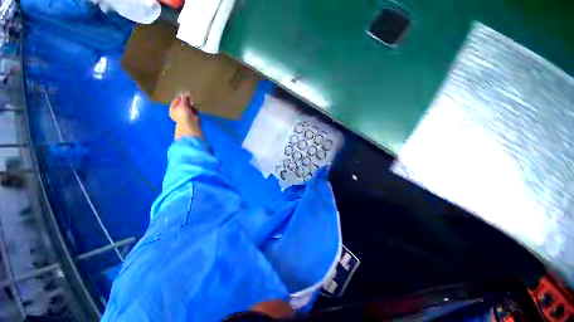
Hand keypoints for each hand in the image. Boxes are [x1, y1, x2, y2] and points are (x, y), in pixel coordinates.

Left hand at [169, 93, 202, 139]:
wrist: (190, 123)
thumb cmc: (183, 114)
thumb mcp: (181, 105)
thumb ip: (182, 99)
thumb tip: (183, 94)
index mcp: (173, 110)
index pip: (175, 102)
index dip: (179, 98)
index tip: (183, 94)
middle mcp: (179, 112)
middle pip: (182, 104)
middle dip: (186, 101)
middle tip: (189, 98)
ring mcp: (186, 114)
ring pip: (188, 106)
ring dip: (191, 104)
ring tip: (192, 104)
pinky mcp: (192, 116)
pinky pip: (193, 110)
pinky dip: (194, 108)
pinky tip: (195, 108)